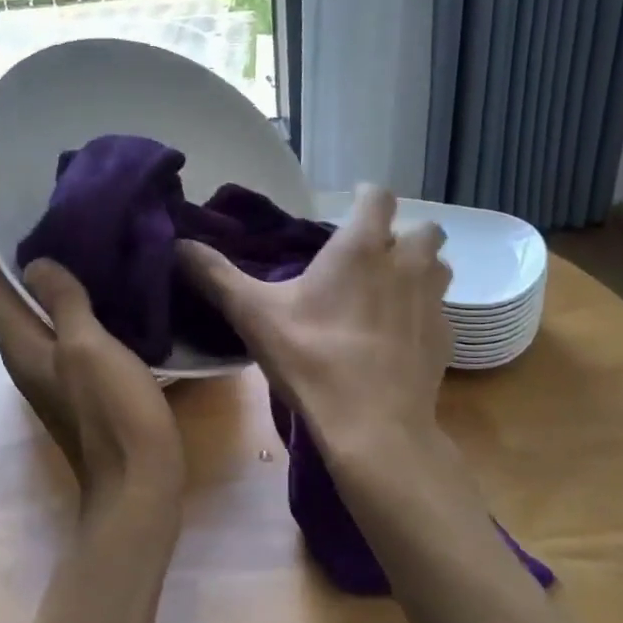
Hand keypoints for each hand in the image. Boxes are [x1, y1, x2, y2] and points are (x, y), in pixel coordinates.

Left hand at [0, 209, 183, 513]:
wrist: (137, 484)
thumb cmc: (112, 412)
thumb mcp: (86, 348)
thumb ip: (61, 302)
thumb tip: (34, 264)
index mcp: (20, 344)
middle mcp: (25, 355)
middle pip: (3, 298)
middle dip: (5, 256)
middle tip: (23, 213)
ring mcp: (50, 371)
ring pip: (32, 312)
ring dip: (35, 278)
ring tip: (57, 238)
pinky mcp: (76, 381)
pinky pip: (59, 327)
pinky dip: (63, 300)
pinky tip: (89, 286)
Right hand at [177, 184, 451, 458]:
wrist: (372, 426)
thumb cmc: (311, 358)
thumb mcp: (253, 314)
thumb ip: (215, 275)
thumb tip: (178, 244)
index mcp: (361, 248)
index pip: (379, 197)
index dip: (366, 197)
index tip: (350, 207)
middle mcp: (406, 265)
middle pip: (422, 229)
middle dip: (401, 234)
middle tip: (369, 255)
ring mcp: (432, 303)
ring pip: (438, 268)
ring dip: (418, 269)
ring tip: (387, 290)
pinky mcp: (445, 340)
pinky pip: (440, 311)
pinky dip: (421, 313)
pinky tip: (396, 337)